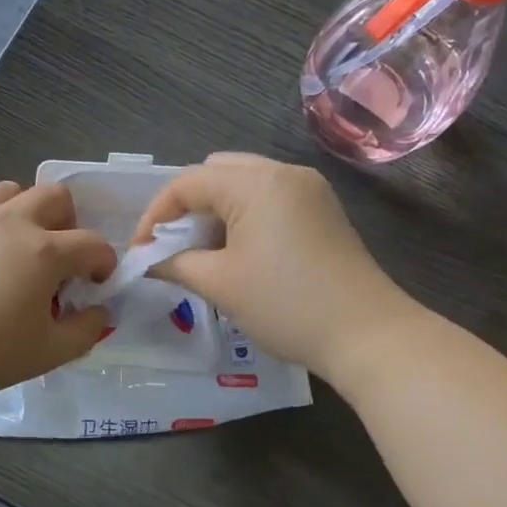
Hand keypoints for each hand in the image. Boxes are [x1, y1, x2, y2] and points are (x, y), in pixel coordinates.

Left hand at [0, 181, 117, 406]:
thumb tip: (101, 311)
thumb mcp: (50, 353)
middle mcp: (11, 221)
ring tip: (15, 246)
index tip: (95, 284)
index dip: (103, 263)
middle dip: (68, 222)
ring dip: (24, 212)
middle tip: (58, 257)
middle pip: (55, 196)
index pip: (93, 244)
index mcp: (45, 251)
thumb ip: (87, 330)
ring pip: (9, 191)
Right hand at [133, 152, 415, 380]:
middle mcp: (283, 172)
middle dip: (186, 207)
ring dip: (215, 212)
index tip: (141, 252)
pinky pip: (269, 199)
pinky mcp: (322, 210)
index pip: (187, 182)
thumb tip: (150, 261)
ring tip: (202, 253)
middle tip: (172, 247)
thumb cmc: (286, 305)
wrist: (366, 334)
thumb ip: (175, 263)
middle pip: (216, 172)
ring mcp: (308, 189)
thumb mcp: (220, 284)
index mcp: (255, 182)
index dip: (155, 215)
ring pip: (244, 184)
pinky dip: (243, 217)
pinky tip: (238, 253)